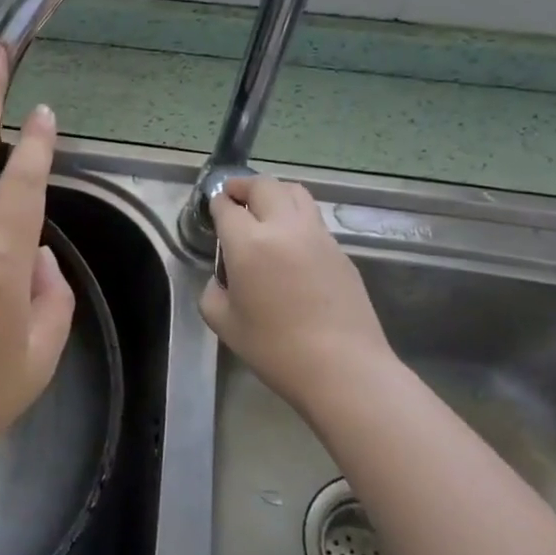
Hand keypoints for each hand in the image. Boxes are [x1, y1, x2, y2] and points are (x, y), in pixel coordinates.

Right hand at [200, 176, 396, 411]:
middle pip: (264, 186)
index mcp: (249, 243)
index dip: (216, 204)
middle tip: (233, 197)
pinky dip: (296, 217)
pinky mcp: (341, 252)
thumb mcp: (223, 322)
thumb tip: (223, 279)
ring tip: (264, 208)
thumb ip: (213, 291)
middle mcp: (284, 228)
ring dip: (274, 193)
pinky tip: (290, 242)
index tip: (213, 209)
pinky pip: (313, 220)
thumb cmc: (274, 348)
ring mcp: (318, 236)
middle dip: (244, 186)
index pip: (227, 207)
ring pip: (296, 193)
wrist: (342, 368)